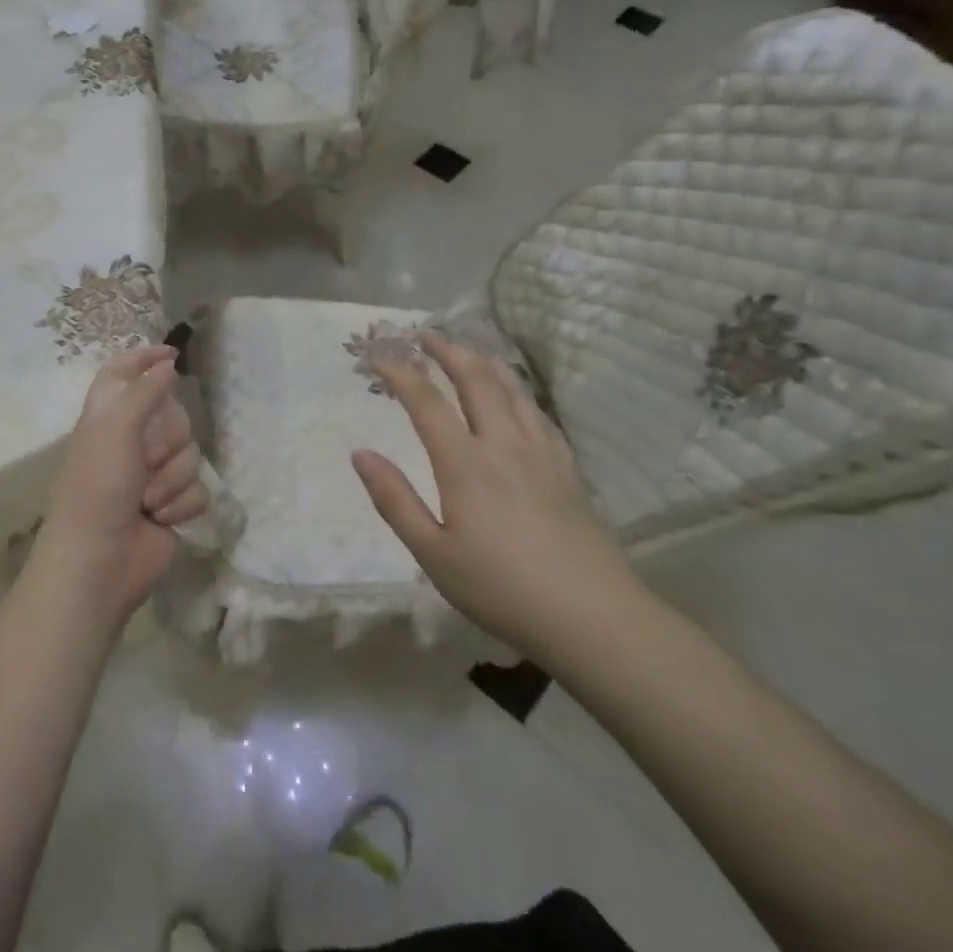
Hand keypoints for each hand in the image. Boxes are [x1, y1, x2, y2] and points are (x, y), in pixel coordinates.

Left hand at [30, 344, 207, 625]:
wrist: (100, 560)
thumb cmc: (98, 487)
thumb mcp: (116, 429)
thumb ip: (144, 392)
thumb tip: (167, 362)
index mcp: (108, 417)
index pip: (123, 373)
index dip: (144, 359)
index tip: (172, 354)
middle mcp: (132, 441)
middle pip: (175, 415)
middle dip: (168, 439)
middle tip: (146, 458)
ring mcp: (154, 475)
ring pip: (191, 454)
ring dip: (172, 479)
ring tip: (146, 500)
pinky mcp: (173, 505)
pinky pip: (199, 489)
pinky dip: (181, 504)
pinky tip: (160, 519)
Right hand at [351, 332, 640, 664]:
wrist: (592, 616)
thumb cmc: (500, 588)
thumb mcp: (432, 552)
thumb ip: (394, 499)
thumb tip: (360, 454)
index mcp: (466, 463)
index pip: (427, 402)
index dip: (400, 372)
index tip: (378, 354)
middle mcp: (504, 444)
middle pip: (477, 379)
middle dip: (448, 351)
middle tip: (425, 335)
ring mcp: (542, 453)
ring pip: (512, 389)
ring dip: (484, 362)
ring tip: (465, 351)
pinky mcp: (567, 468)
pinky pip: (537, 412)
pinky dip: (516, 390)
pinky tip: (513, 397)